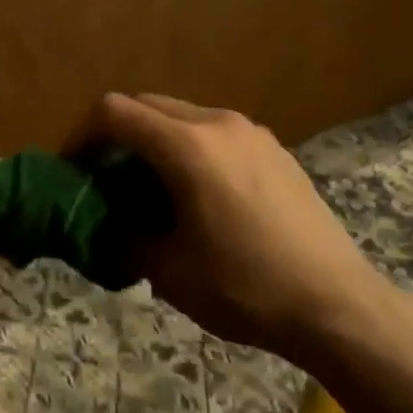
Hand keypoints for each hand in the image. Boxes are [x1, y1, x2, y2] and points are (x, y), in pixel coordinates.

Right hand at [84, 93, 391, 355]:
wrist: (339, 306)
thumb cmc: (246, 288)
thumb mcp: (169, 271)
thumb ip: (125, 236)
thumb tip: (108, 225)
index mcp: (187, 146)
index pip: (115, 112)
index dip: (82, 134)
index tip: (73, 168)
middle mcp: (218, 124)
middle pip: (148, 105)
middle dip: (117, 135)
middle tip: (105, 177)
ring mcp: (252, 133)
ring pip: (183, 117)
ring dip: (154, 140)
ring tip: (150, 187)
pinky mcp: (275, 150)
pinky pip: (215, 133)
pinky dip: (189, 148)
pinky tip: (198, 194)